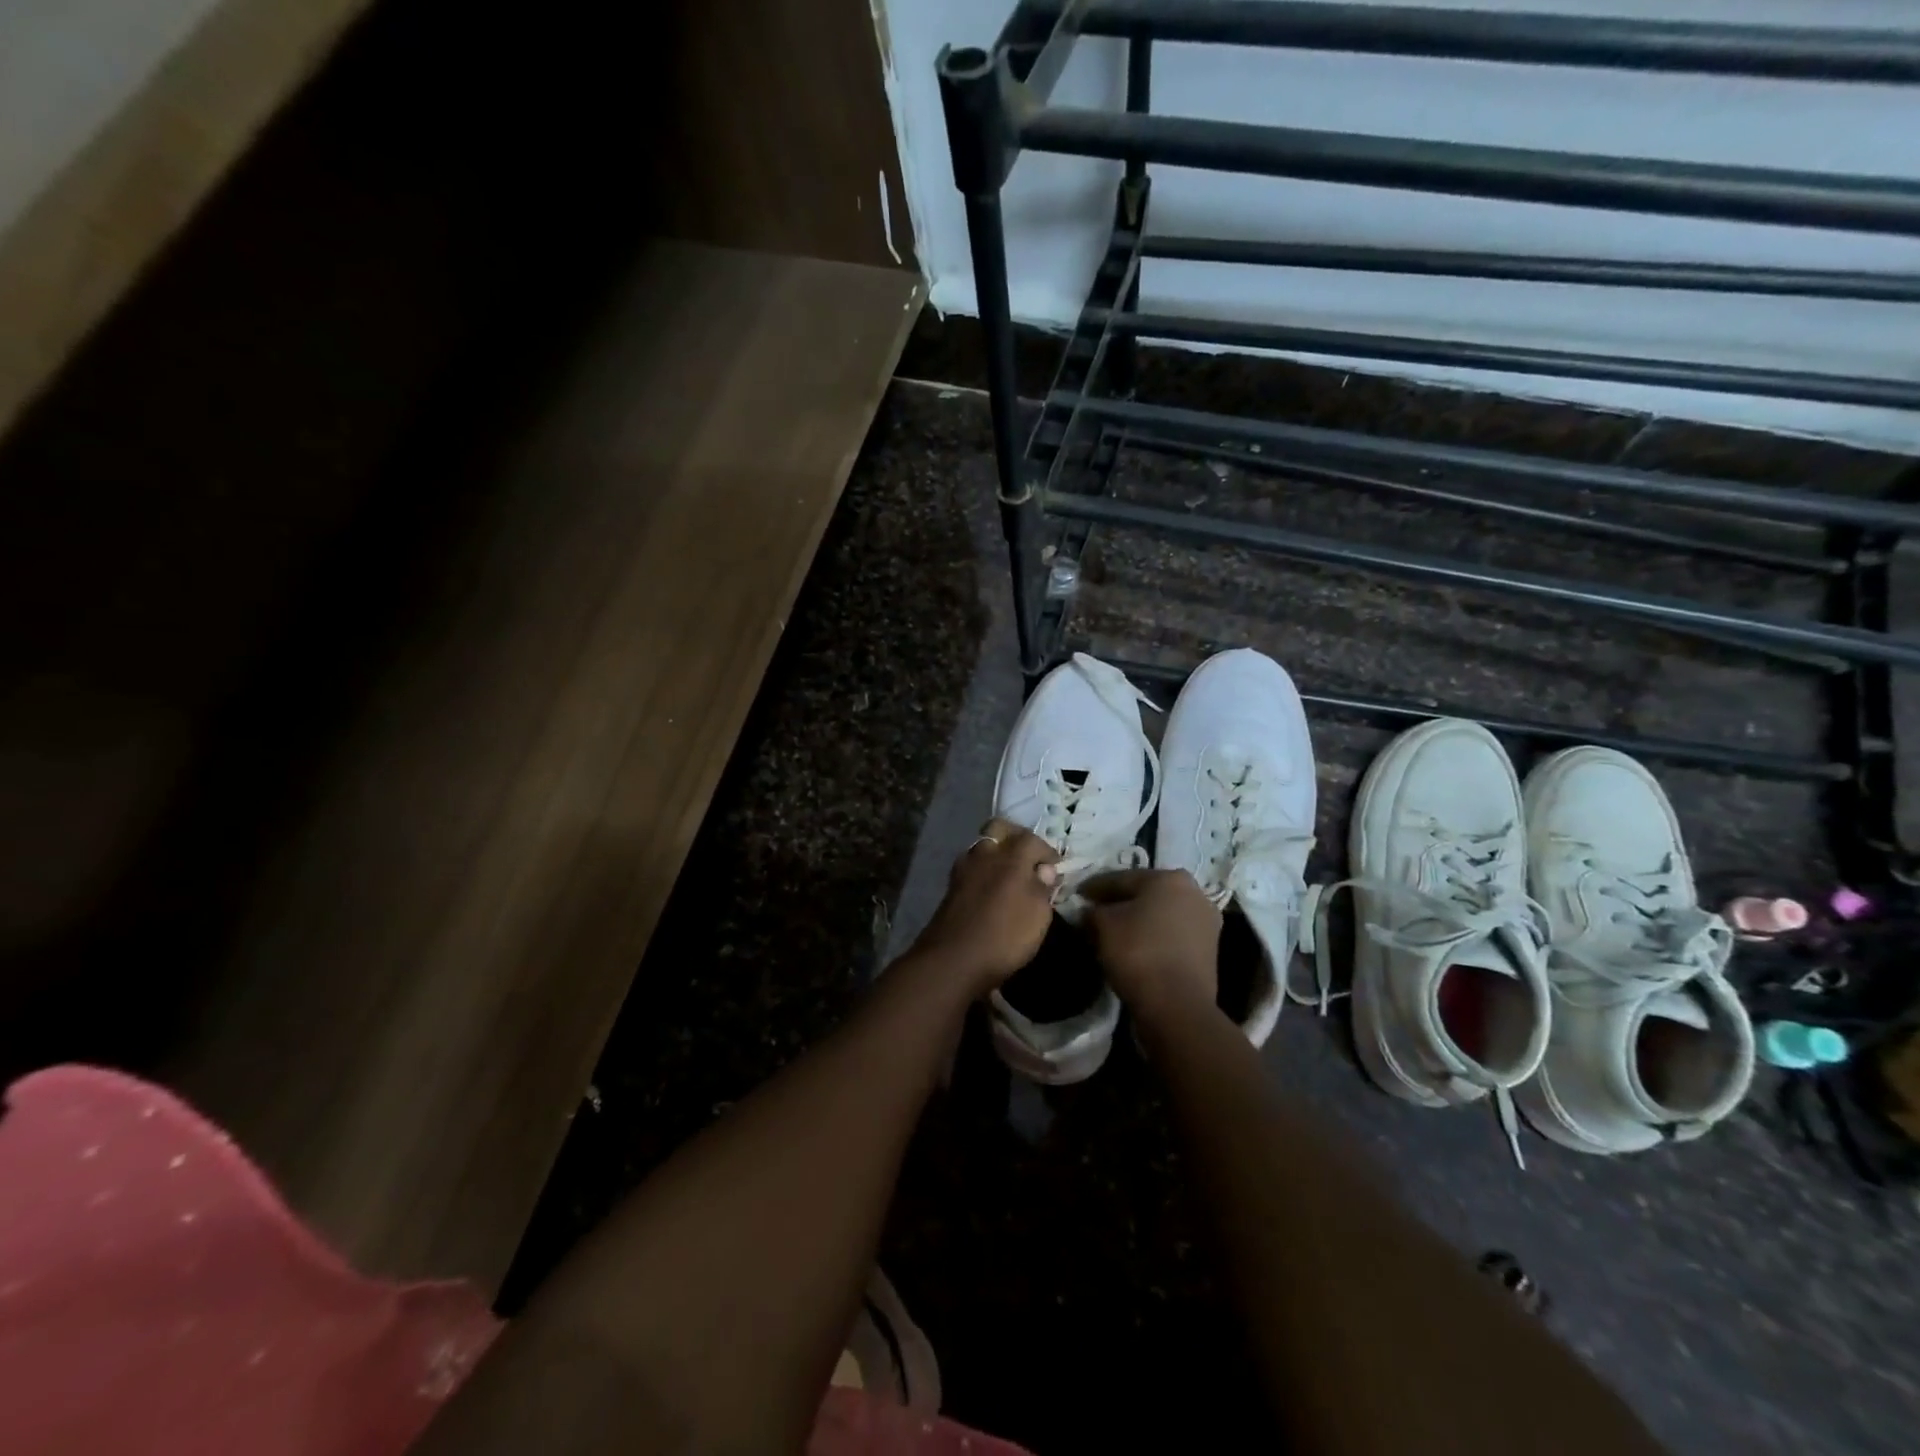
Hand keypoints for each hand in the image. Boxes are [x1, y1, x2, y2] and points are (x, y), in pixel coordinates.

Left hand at [911, 818, 1059, 990]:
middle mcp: (986, 854)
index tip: (1055, 868)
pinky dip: (983, 870)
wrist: (953, 959)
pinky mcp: (951, 886)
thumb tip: (1045, 870)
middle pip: (1000, 828)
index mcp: (1012, 857)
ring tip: (1009, 874)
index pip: (1032, 839)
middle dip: (1016, 836)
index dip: (1047, 851)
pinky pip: (971, 866)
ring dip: (997, 852)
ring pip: (982, 845)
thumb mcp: (1038, 916)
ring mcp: (964, 868)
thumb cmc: (1005, 937)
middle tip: (1028, 856)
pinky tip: (990, 888)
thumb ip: (1043, 888)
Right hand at [1080, 868, 1220, 1026]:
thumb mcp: (1102, 924)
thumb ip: (1094, 911)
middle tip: (1095, 913)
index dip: (1095, 887)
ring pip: (1160, 915)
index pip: (1121, 878)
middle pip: (1145, 894)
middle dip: (1120, 903)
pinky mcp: (1209, 950)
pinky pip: (1172, 935)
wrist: (1178, 1005)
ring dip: (1138, 921)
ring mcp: (1206, 922)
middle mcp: (1194, 892)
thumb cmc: (1138, 952)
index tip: (1078, 895)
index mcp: (1169, 878)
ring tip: (1113, 933)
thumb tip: (1092, 912)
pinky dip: (1153, 938)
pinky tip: (1135, 949)